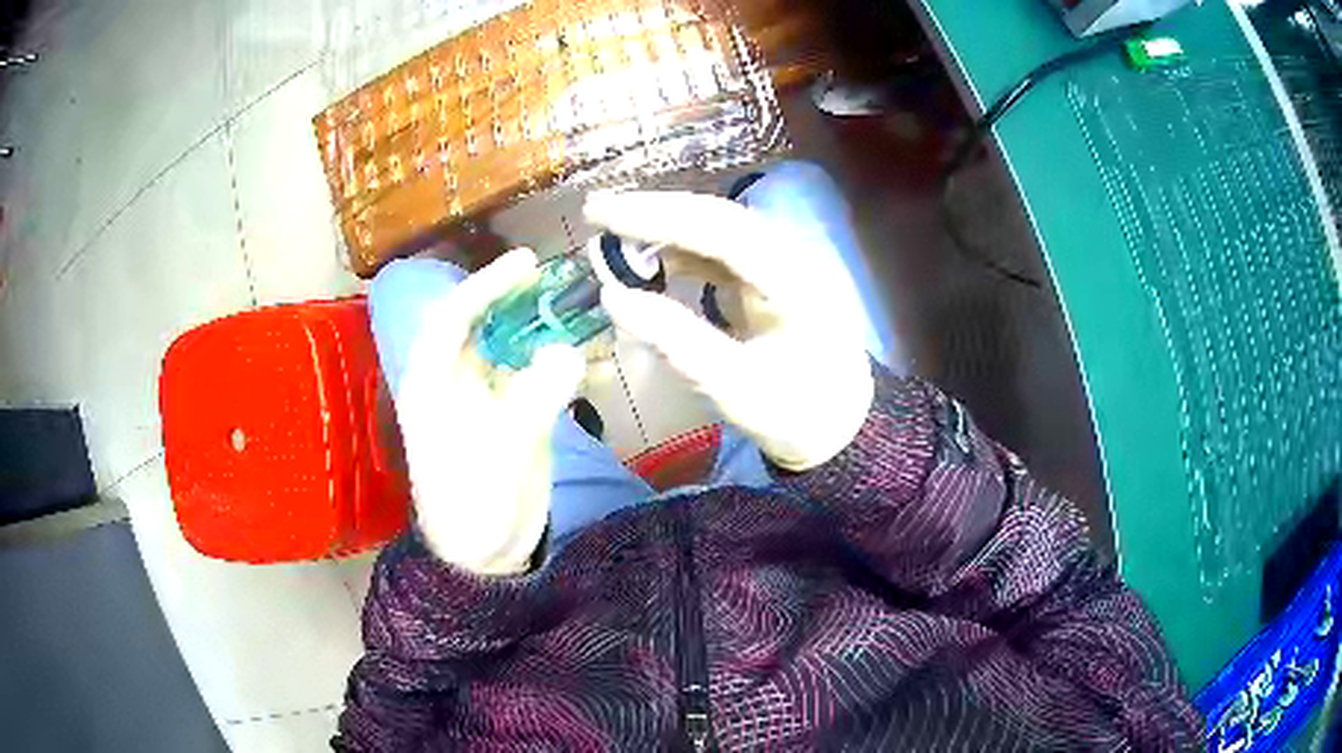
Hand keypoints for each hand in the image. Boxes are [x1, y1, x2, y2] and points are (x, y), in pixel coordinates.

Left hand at [392, 249, 584, 574]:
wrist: (488, 557)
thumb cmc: (473, 509)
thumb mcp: (499, 456)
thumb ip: (532, 401)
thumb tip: (570, 354)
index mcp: (433, 385)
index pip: (453, 319)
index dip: (486, 286)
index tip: (525, 264)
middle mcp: (459, 382)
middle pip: (492, 325)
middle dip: (528, 303)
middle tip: (570, 286)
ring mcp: (491, 398)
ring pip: (522, 348)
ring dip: (557, 333)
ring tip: (598, 323)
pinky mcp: (519, 415)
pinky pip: (544, 379)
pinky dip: (572, 369)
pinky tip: (604, 367)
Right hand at [585, 191, 873, 471]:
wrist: (838, 423)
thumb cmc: (793, 413)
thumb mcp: (733, 388)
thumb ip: (675, 341)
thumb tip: (613, 297)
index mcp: (793, 282)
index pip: (720, 230)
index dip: (657, 217)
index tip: (601, 214)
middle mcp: (791, 258)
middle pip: (717, 217)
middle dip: (654, 210)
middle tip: (595, 210)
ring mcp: (782, 263)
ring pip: (717, 228)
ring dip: (665, 224)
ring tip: (612, 227)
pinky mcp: (769, 275)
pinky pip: (720, 249)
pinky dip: (680, 247)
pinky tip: (650, 255)